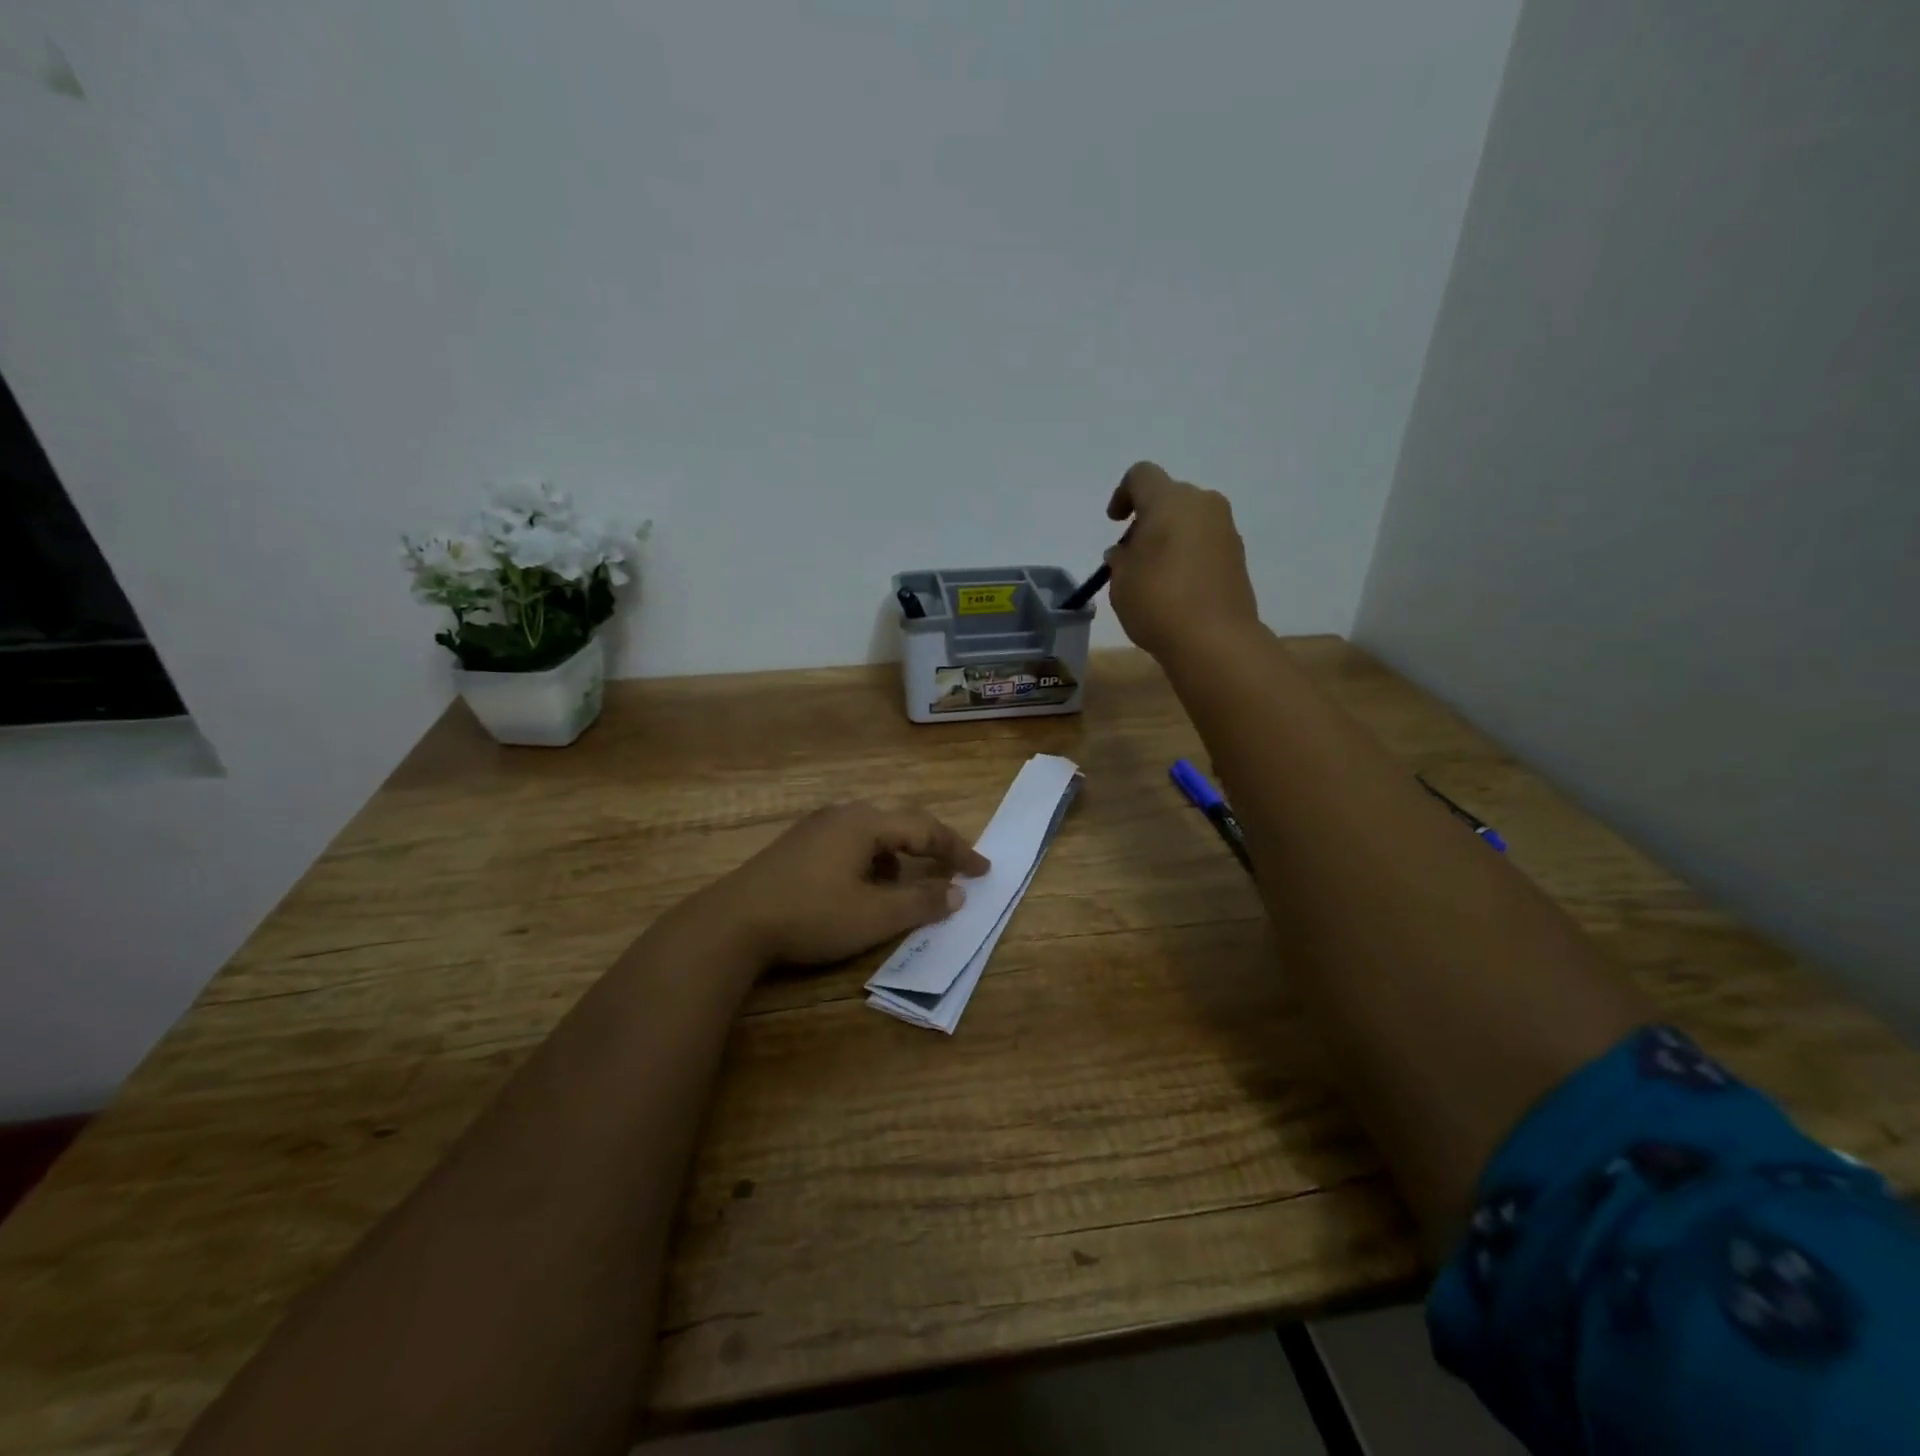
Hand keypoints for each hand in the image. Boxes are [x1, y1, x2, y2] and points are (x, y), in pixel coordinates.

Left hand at [695, 802, 989, 967]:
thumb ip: (921, 903)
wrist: (732, 923)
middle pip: (900, 823)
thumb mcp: (873, 916)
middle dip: (931, 847)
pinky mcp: (797, 844)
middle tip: (954, 869)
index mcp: (866, 823)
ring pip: (873, 834)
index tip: (984, 870)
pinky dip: (871, 861)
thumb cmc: (811, 915)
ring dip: (899, 856)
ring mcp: (816, 827)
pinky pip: (850, 843)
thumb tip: (958, 892)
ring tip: (908, 884)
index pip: (926, 829)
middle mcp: (843, 815)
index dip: (959, 850)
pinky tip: (863, 887)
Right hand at [1103, 461, 1259, 659]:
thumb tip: (1126, 551)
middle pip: (1169, 496)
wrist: (1214, 639)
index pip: (1141, 476)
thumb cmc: (1157, 602)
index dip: (1123, 494)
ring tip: (1154, 572)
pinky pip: (1206, 541)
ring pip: (1190, 518)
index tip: (1115, 522)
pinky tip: (1177, 585)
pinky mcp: (1238, 554)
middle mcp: (1202, 504)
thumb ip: (1120, 558)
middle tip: (1133, 552)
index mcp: (1169, 501)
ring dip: (1170, 535)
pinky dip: (1189, 552)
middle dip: (1149, 518)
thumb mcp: (1121, 581)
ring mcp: (1225, 529)